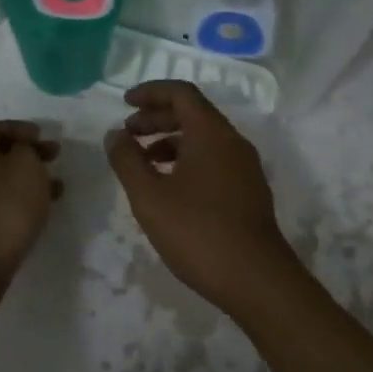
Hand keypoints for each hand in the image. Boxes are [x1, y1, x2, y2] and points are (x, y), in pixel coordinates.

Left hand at [0, 120, 62, 315]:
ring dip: (29, 178)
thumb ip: (26, 150)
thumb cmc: (4, 209)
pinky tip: (43, 211)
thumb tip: (22, 150)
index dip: (17, 127)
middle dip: (27, 152)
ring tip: (57, 185)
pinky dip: (23, 201)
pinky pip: (2, 204)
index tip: (41, 135)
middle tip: (54, 156)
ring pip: (3, 181)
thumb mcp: (25, 167)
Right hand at [105, 81, 302, 322]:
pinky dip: (187, 160)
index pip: (181, 93)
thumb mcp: (149, 196)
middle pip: (192, 114)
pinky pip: (214, 159)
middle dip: (156, 118)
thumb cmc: (198, 231)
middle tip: (127, 133)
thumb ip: (127, 160)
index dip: (151, 92)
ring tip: (142, 163)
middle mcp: (232, 141)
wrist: (257, 280)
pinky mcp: (249, 191)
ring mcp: (244, 167)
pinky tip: (169, 188)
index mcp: (211, 132)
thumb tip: (115, 135)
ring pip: (203, 139)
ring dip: (170, 141)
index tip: (125, 103)